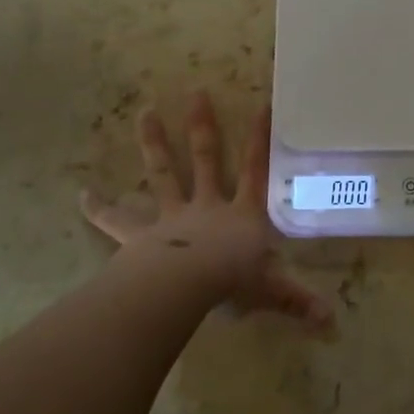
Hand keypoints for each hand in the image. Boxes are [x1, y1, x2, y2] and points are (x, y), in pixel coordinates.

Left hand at [80, 92, 333, 329]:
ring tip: (144, 112)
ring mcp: (171, 217)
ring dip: (153, 143)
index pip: (256, 170)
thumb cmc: (231, 283)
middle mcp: (207, 206)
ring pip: (163, 174)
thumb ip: (297, 301)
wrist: (185, 287)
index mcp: (241, 214)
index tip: (262, 105)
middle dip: (202, 126)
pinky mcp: (140, 236)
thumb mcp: (270, 291)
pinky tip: (82, 194)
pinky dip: (100, 208)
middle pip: (205, 158)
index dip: (260, 139)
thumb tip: (331, 321)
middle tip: (196, 92)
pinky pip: (117, 221)